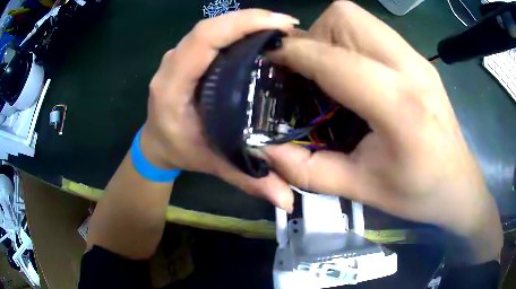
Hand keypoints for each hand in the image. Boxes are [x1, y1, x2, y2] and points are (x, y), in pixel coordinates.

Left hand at [140, 9, 298, 211]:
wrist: (157, 143)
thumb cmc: (180, 151)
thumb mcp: (213, 166)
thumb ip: (249, 180)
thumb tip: (288, 200)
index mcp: (172, 87)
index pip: (203, 40)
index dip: (241, 25)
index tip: (280, 25)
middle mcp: (172, 65)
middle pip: (209, 27)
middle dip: (250, 19)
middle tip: (288, 25)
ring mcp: (178, 56)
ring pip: (211, 27)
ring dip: (245, 21)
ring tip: (280, 28)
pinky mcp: (187, 55)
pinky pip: (211, 34)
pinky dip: (236, 28)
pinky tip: (260, 34)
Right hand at [263, 1, 501, 262]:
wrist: (458, 183)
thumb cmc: (417, 193)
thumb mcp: (361, 189)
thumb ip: (309, 170)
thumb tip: (267, 150)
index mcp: (400, 107)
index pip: (335, 60)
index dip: (293, 54)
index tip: (269, 60)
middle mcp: (411, 68)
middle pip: (345, 16)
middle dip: (315, 36)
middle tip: (311, 72)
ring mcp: (417, 58)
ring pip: (357, 16)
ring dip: (331, 36)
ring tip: (332, 71)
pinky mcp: (419, 58)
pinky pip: (372, 28)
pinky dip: (350, 40)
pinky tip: (355, 73)